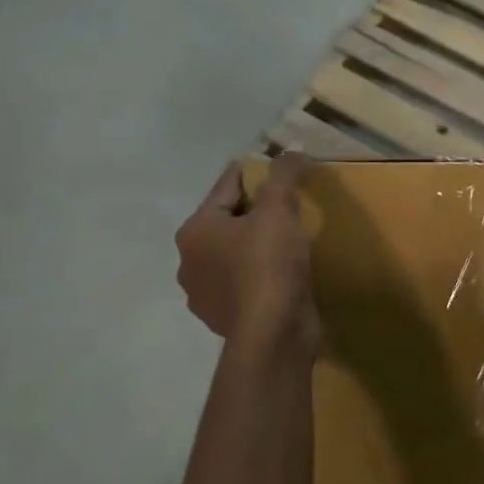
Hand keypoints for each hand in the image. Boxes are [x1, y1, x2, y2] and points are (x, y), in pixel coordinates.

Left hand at [175, 153, 319, 350]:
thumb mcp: (279, 210)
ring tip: (290, 240)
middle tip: (290, 205)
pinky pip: (245, 285)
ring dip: (257, 246)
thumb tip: (293, 148)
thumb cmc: (268, 265)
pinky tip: (284, 274)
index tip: (277, 167)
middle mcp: (190, 262)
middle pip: (227, 222)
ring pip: (234, 256)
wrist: (273, 334)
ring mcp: (205, 296)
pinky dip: (261, 275)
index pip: (225, 187)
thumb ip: (283, 175)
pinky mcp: (226, 319)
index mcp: (195, 230)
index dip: (254, 173)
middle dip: (256, 212)